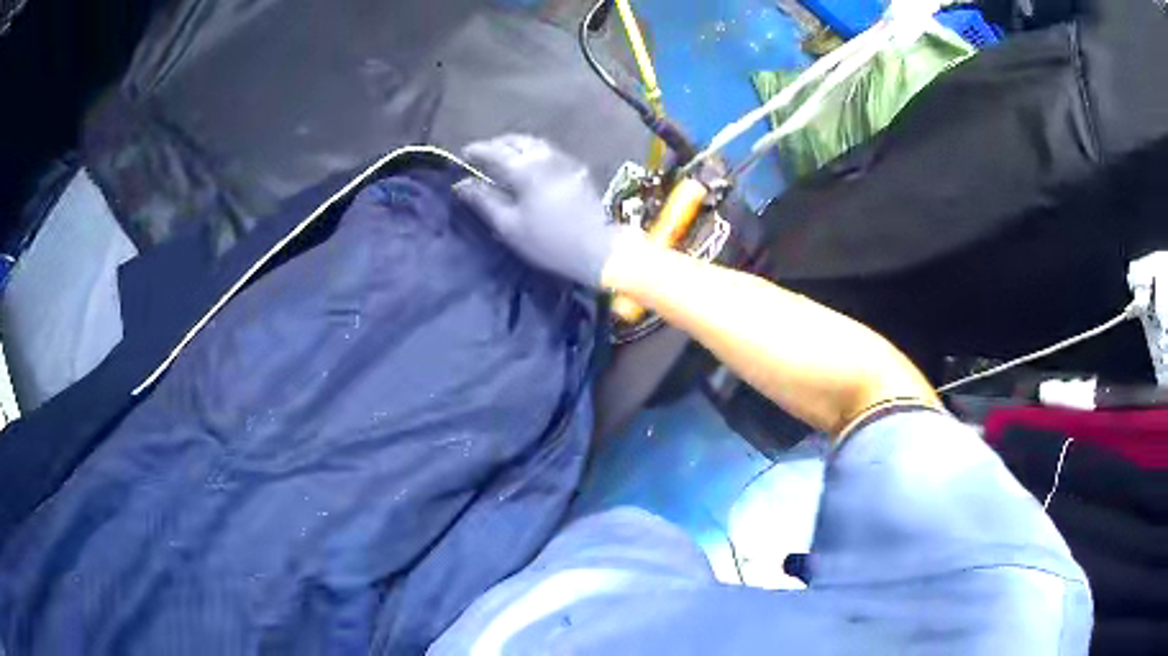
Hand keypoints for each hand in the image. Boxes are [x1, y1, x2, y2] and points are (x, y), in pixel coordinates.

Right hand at [453, 135, 623, 287]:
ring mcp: (563, 160)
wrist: (598, 248)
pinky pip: (547, 151)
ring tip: (502, 159)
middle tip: (482, 156)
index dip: (476, 150)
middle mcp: (544, 156)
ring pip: (533, 143)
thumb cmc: (548, 241)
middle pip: (515, 141)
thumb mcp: (509, 226)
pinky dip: (531, 151)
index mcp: (524, 168)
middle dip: (495, 144)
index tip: (463, 155)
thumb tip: (461, 184)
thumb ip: (484, 201)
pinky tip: (527, 165)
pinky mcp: (577, 169)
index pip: (493, 150)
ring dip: (514, 146)